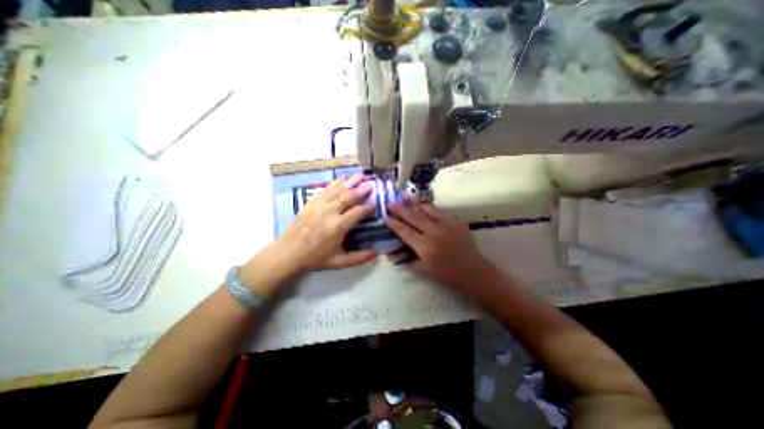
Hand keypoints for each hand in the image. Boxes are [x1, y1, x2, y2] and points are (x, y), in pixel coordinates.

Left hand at [239, 175, 376, 294]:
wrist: (288, 252)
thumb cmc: (315, 258)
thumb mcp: (339, 262)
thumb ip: (359, 258)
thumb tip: (376, 253)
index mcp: (338, 227)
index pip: (358, 212)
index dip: (368, 207)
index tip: (375, 205)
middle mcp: (330, 212)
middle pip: (349, 197)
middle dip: (361, 190)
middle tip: (371, 185)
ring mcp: (319, 205)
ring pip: (338, 189)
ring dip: (350, 182)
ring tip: (360, 175)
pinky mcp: (311, 202)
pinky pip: (325, 189)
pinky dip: (335, 183)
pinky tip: (342, 179)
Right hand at [385, 195, 498, 298]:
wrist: (473, 272)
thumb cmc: (447, 274)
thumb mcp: (424, 270)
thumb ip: (407, 259)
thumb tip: (392, 254)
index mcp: (424, 245)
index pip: (404, 231)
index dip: (393, 224)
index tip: (385, 217)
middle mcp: (434, 231)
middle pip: (413, 216)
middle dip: (400, 209)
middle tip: (390, 203)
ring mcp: (447, 224)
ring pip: (427, 209)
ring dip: (415, 202)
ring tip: (406, 197)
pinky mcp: (456, 221)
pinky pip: (440, 213)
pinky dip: (430, 211)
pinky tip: (425, 210)